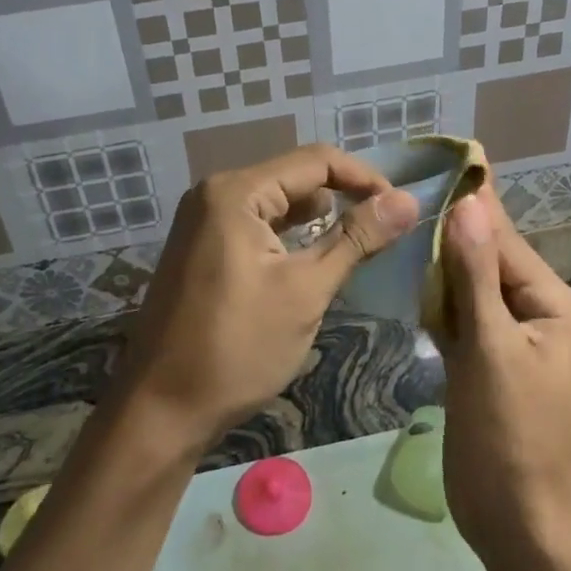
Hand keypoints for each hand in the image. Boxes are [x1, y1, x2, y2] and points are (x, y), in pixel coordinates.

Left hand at [115, 145, 419, 450]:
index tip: (400, 207)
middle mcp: (214, 193)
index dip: (364, 178)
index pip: (315, 161)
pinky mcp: (201, 247)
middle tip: (383, 229)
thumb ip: (357, 239)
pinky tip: (313, 257)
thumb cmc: (238, 348)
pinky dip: (289, 235)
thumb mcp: (306, 291)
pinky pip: (256, 224)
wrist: (161, 409)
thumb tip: (408, 200)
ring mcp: (202, 220)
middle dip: (342, 197)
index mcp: (235, 192)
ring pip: (276, 202)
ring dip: (317, 218)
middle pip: (294, 176)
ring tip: (357, 243)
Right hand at [436, 185, 570, 560]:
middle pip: (491, 263)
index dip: (473, 205)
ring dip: (446, 266)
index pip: (505, 244)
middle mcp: (544, 317)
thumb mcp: (491, 349)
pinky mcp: (494, 367)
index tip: (450, 159)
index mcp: (558, 307)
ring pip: (476, 292)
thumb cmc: (510, 436)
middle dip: (455, 232)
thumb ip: (477, 275)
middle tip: (416, 188)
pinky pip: (469, 321)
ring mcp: (519, 345)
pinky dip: (444, 304)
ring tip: (411, 220)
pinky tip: (417, 280)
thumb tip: (470, 203)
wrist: (519, 525)